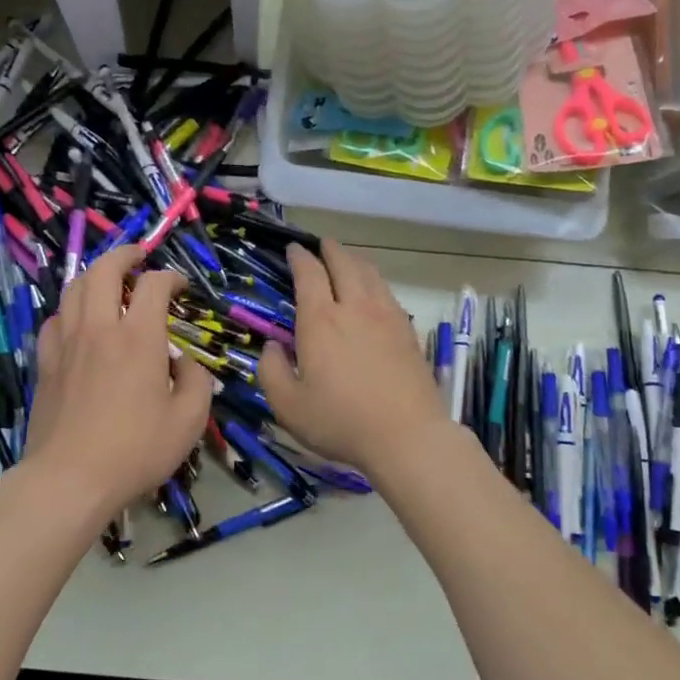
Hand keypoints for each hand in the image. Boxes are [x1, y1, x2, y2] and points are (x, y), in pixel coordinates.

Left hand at [25, 245, 212, 518]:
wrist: (70, 478)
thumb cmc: (136, 450)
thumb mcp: (189, 421)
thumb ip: (197, 382)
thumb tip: (188, 364)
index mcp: (139, 338)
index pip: (154, 285)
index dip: (170, 277)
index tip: (180, 286)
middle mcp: (99, 329)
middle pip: (104, 270)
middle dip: (124, 255)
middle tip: (138, 257)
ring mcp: (66, 344)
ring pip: (73, 288)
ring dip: (93, 275)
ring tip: (107, 279)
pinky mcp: (45, 363)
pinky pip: (54, 320)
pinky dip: (69, 309)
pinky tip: (77, 321)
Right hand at [257, 240, 449, 475]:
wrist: (407, 435)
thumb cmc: (341, 421)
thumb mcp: (288, 406)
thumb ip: (271, 371)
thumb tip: (273, 347)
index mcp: (321, 321)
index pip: (309, 274)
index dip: (299, 257)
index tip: (293, 249)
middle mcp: (355, 307)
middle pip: (344, 263)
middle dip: (330, 249)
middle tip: (322, 245)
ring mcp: (387, 316)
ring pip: (371, 274)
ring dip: (355, 260)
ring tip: (347, 260)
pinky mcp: (408, 331)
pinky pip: (389, 293)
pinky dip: (376, 282)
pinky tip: (374, 293)